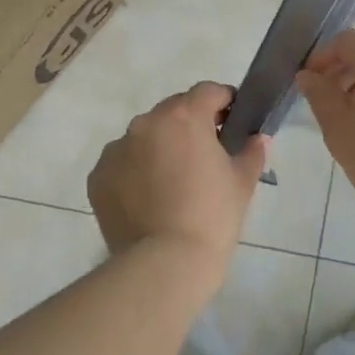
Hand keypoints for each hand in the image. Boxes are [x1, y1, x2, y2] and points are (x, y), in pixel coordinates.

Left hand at [88, 82, 269, 264]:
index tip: (233, 121)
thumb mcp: (242, 183)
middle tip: (205, 155)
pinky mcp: (97, 176)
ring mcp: (116, 149)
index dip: (225, 102)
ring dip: (160, 147)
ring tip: (173, 182)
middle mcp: (146, 123)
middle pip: (173, 111)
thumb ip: (251, 151)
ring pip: (144, 136)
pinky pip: (122, 163)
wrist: (165, 264)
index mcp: (184, 116)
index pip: (208, 91)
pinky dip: (135, 172)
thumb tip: (256, 138)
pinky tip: (148, 199)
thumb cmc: (212, 217)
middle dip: (190, 125)